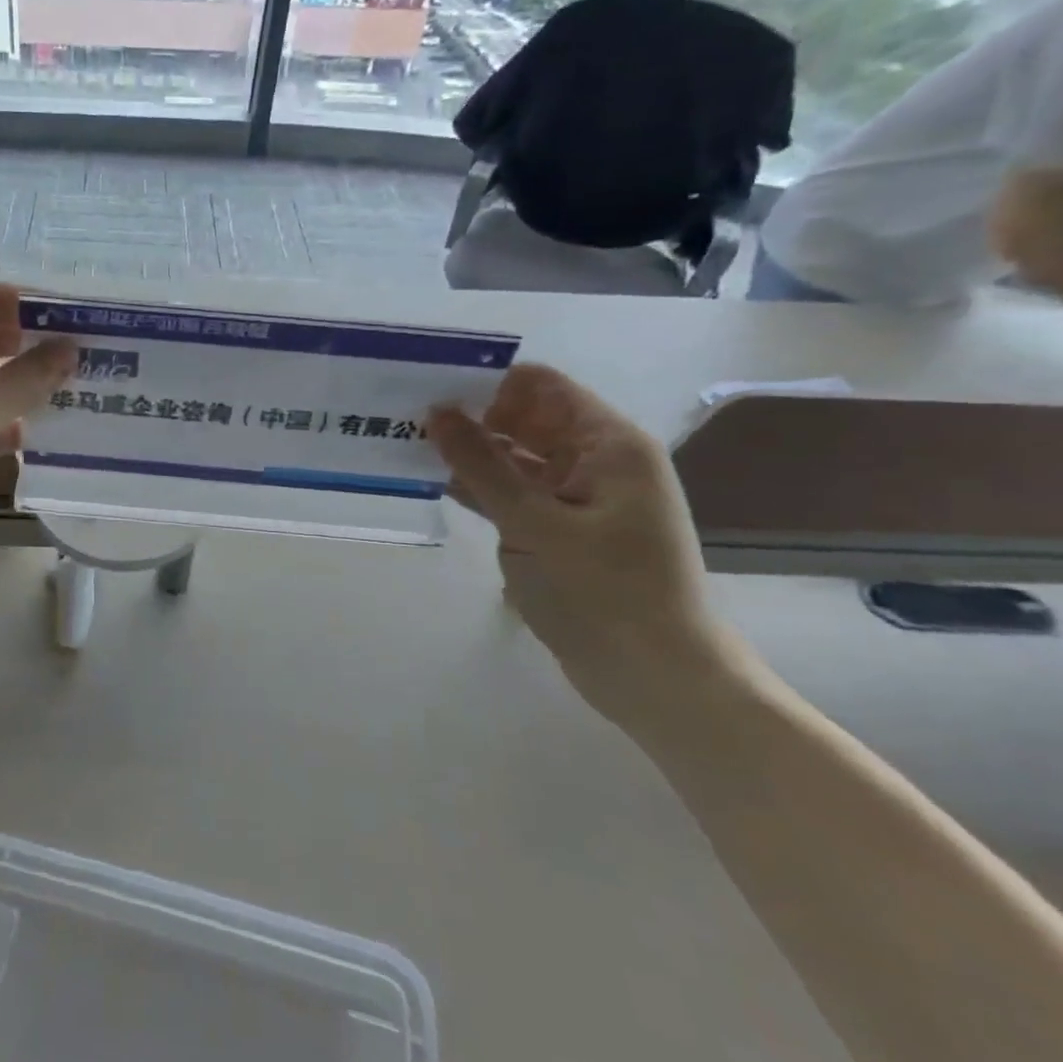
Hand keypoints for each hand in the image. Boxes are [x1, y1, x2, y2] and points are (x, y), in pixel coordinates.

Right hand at [426, 365, 745, 724]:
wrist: (656, 679)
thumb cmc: (603, 593)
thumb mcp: (534, 524)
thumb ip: (482, 465)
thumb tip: (437, 411)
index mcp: (608, 444)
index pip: (540, 386)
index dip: (487, 382)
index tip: (431, 390)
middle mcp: (596, 460)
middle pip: (525, 418)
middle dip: (470, 417)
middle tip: (406, 419)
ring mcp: (578, 496)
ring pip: (514, 456)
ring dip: (468, 453)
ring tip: (408, 447)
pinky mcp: (561, 528)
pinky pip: (514, 492)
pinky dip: (479, 487)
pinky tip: (434, 485)